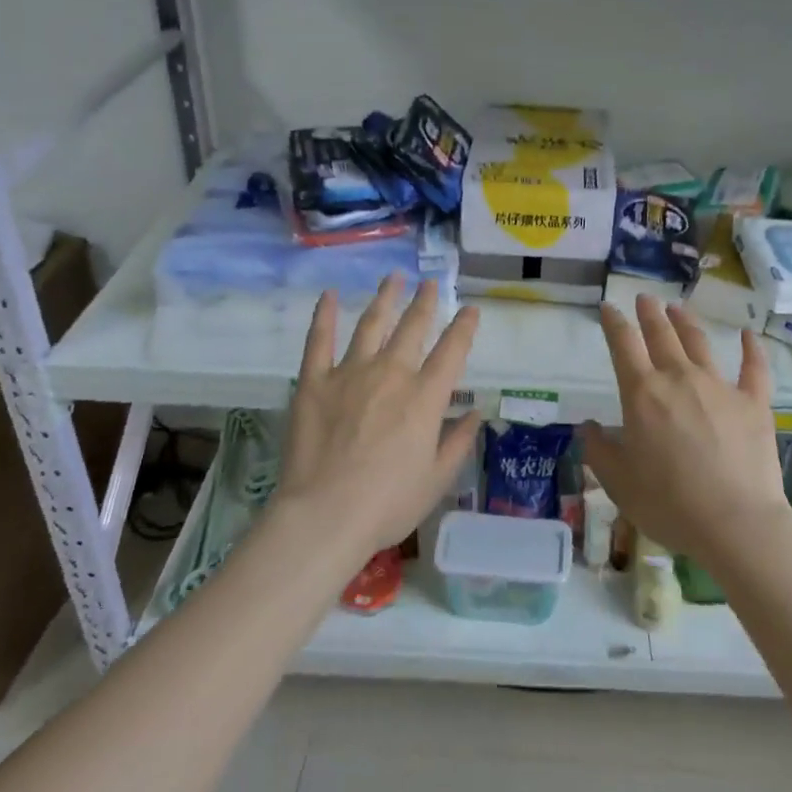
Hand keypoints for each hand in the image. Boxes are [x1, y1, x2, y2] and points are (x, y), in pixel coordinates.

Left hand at [273, 276, 482, 558]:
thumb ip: (458, 442)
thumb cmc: (387, 504)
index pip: (453, 350)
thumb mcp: (437, 480)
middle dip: (424, 302)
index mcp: (425, 397)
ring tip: (393, 277)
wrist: (325, 514)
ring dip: (385, 298)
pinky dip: (324, 315)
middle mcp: (392, 373)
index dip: (464, 327)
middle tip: (429, 283)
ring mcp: (351, 372)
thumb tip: (476, 413)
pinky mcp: (315, 381)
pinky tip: (328, 294)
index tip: (471, 309)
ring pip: (372, 323)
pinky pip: (319, 340)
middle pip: (413, 327)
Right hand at [580, 296, 791, 572]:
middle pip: (661, 335)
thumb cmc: (669, 504)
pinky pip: (753, 368)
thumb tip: (587, 427)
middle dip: (649, 313)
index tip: (608, 308)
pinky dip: (751, 348)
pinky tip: (748, 334)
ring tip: (677, 308)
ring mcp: (719, 387)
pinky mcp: (753, 402)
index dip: (613, 322)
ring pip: (699, 343)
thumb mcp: (619, 483)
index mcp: (642, 394)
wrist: (736, 524)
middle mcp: (679, 378)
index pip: (623, 345)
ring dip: (685, 322)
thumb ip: (599, 451)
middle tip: (644, 299)